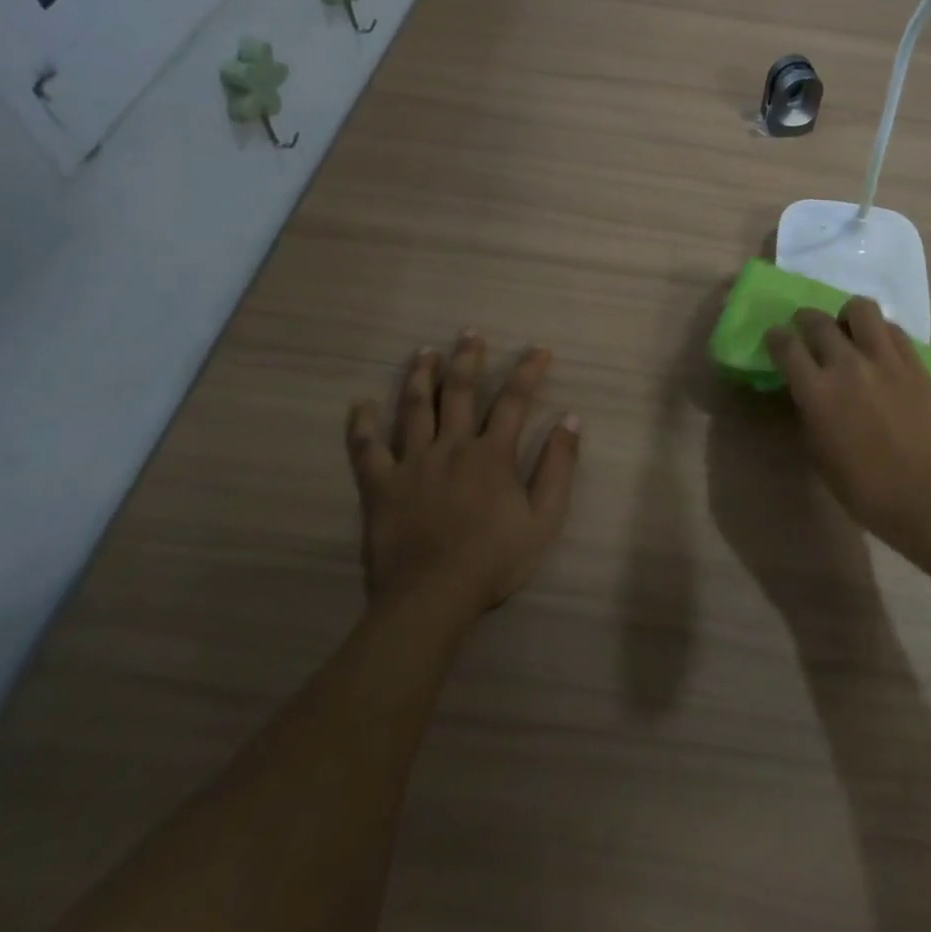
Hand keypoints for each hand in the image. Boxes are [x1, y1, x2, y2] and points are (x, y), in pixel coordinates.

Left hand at [345, 332, 580, 621]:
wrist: (432, 598)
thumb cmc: (494, 560)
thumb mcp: (543, 518)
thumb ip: (558, 466)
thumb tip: (571, 419)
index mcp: (491, 454)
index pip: (514, 400)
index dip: (528, 371)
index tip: (538, 349)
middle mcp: (451, 446)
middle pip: (458, 391)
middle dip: (467, 358)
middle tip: (468, 333)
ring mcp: (412, 463)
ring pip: (414, 408)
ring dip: (420, 376)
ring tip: (424, 352)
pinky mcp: (380, 485)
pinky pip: (365, 449)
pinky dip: (361, 425)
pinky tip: (359, 404)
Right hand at [766, 299, 930, 543]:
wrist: (919, 493)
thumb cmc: (859, 484)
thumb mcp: (816, 446)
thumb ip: (808, 407)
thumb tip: (806, 385)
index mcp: (817, 391)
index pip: (785, 345)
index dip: (776, 337)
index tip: (775, 338)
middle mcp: (847, 365)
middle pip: (818, 321)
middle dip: (805, 321)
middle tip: (807, 330)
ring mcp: (884, 360)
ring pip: (861, 308)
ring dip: (847, 316)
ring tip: (849, 331)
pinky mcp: (914, 363)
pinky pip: (893, 329)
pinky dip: (879, 333)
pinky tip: (879, 349)